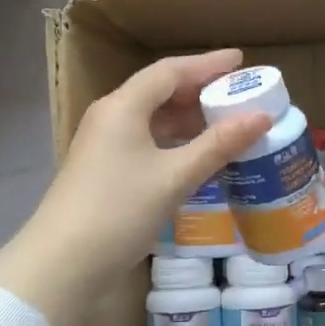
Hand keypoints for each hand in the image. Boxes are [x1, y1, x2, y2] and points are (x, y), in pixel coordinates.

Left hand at [0, 50, 269, 325]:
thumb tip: (261, 117)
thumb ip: (218, 144)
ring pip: (151, 119)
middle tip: (238, 95)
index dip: (207, 64)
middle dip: (199, 90)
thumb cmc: (120, 210)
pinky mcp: (103, 171)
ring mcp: (103, 145)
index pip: (170, 71)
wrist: (63, 264)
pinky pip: (145, 142)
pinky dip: (173, 142)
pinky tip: (195, 157)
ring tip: (224, 123)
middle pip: (158, 91)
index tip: (241, 61)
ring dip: (187, 119)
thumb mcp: (175, 176)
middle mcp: (110, 117)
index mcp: (123, 106)